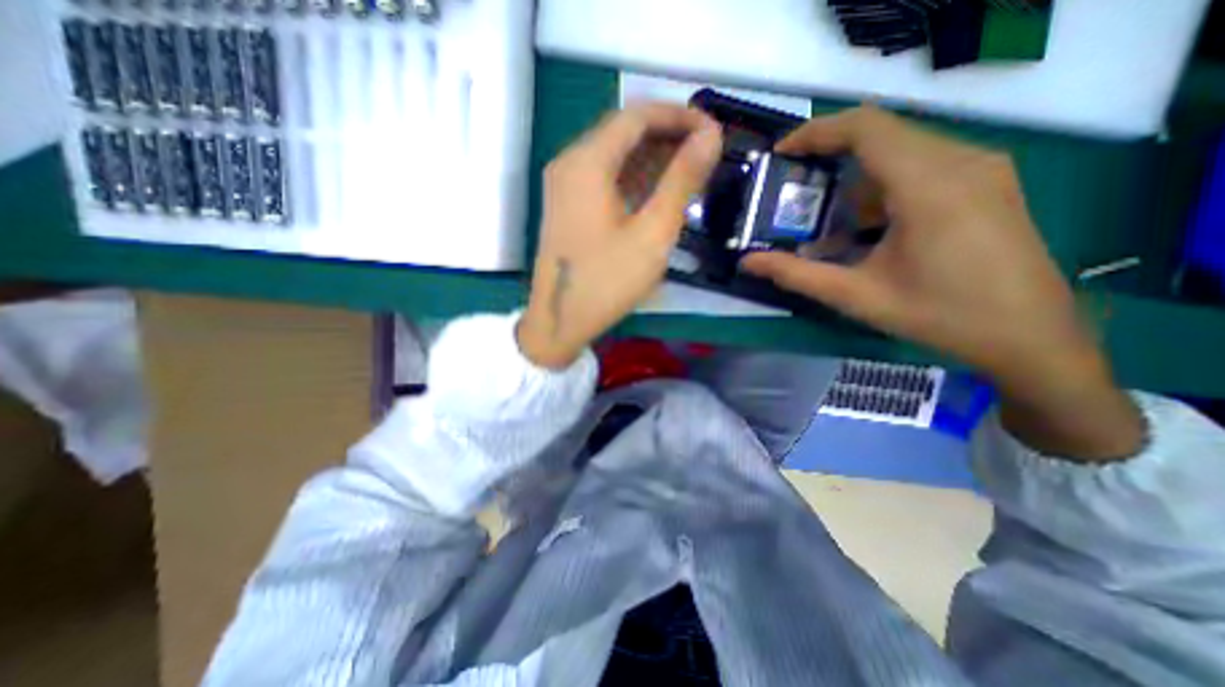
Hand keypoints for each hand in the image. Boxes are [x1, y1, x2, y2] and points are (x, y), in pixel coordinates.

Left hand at [514, 103, 719, 366]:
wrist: (559, 321)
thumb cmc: (607, 281)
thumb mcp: (653, 232)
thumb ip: (682, 180)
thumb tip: (711, 136)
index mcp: (587, 161)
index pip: (638, 114)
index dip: (680, 115)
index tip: (714, 131)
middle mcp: (570, 162)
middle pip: (625, 132)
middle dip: (669, 136)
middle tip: (707, 155)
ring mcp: (565, 185)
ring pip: (615, 155)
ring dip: (654, 158)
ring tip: (692, 172)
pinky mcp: (568, 205)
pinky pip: (605, 178)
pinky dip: (635, 178)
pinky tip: (660, 191)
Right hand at [740, 107, 1144, 459]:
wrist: (1030, 337)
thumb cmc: (939, 316)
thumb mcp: (856, 296)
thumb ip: (796, 275)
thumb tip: (747, 262)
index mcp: (929, 186)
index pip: (866, 128)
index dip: (816, 132)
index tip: (782, 153)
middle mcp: (960, 161)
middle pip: (881, 134)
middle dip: (829, 155)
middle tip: (794, 186)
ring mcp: (980, 168)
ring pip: (901, 149)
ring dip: (855, 176)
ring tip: (826, 216)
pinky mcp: (986, 182)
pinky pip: (922, 165)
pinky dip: (882, 186)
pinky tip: (867, 225)